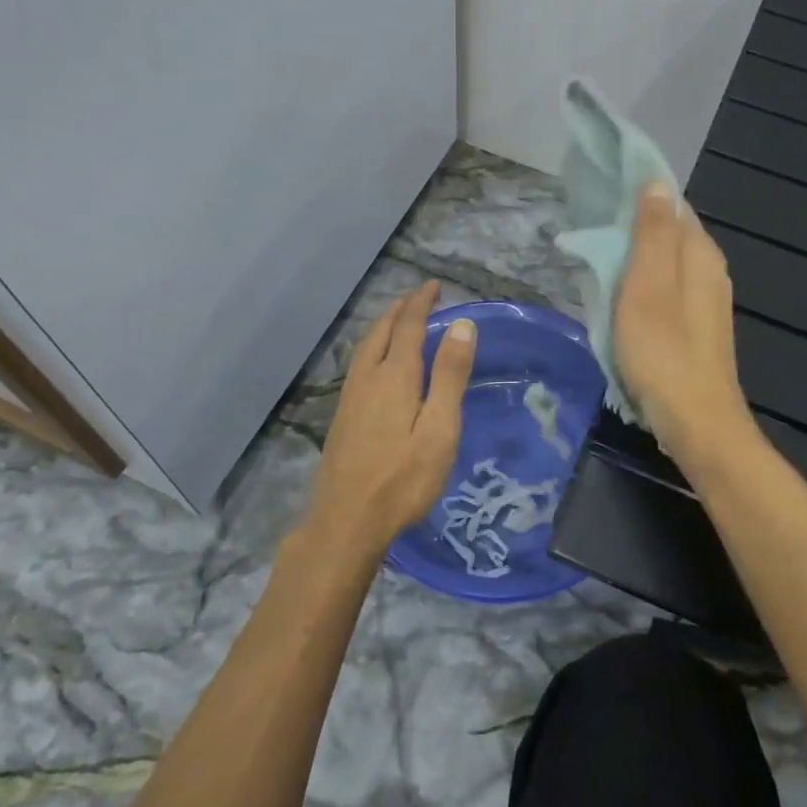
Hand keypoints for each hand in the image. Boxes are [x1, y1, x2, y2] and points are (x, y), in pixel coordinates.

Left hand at [304, 281, 476, 556]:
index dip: (422, 302)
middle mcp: (368, 377)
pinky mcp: (343, 415)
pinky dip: (374, 346)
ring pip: (366, 346)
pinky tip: (378, 362)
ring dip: (384, 325)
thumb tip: (462, 324)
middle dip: (401, 309)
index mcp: (394, 376)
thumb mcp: (440, 429)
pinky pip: (359, 363)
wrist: (346, 521)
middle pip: (382, 330)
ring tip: (399, 319)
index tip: (435, 285)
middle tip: (419, 296)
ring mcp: (350, 396)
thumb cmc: (403, 478)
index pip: (408, 325)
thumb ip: (450, 375)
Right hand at [615, 181, 759, 475]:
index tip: (602, 187)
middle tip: (589, 223)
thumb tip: (657, 182)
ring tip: (596, 254)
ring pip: (666, 262)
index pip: (672, 204)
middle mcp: (709, 270)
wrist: (695, 422)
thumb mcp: (649, 285)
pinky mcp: (695, 326)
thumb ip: (653, 233)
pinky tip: (619, 293)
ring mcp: (705, 301)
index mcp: (700, 253)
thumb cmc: (664, 350)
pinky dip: (641, 282)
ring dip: (634, 254)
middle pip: (669, 232)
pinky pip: (665, 288)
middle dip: (633, 223)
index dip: (640, 192)